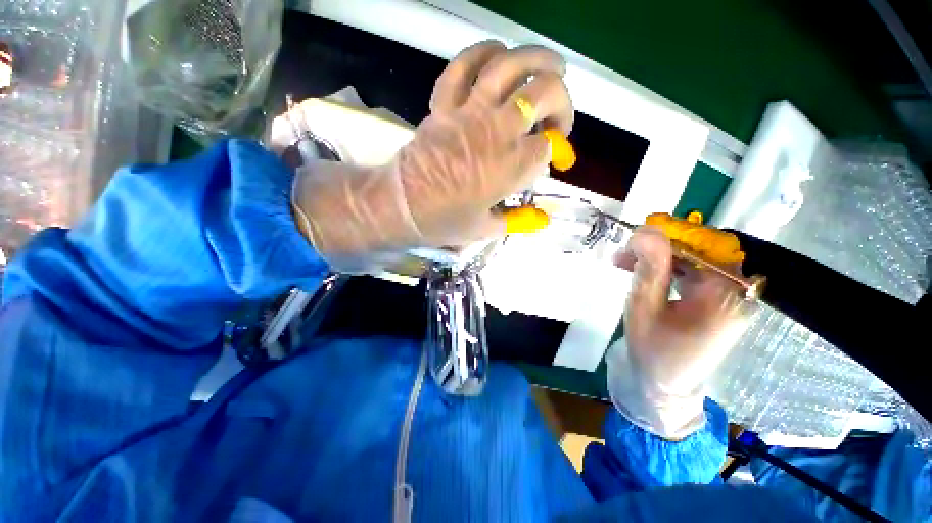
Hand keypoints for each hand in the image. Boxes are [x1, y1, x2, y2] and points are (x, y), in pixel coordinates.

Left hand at [290, 41, 573, 264]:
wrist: (402, 207)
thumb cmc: (445, 222)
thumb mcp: (486, 229)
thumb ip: (518, 221)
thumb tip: (542, 219)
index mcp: (512, 166)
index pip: (549, 146)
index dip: (555, 150)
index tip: (552, 159)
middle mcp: (498, 131)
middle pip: (545, 94)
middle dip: (562, 103)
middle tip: (558, 120)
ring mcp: (470, 112)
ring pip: (511, 67)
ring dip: (538, 60)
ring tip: (553, 65)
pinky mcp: (445, 104)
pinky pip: (463, 66)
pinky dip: (483, 53)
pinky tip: (498, 53)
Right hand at [607, 227, 754, 438]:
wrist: (663, 385)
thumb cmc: (652, 350)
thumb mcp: (644, 307)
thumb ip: (649, 268)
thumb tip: (646, 230)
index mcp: (724, 295)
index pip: (701, 245)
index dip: (667, 236)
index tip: (633, 241)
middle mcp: (735, 291)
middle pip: (698, 249)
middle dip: (658, 247)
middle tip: (624, 253)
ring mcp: (727, 296)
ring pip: (692, 258)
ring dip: (658, 256)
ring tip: (625, 262)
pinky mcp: (715, 300)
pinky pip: (691, 271)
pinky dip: (665, 268)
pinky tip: (642, 271)